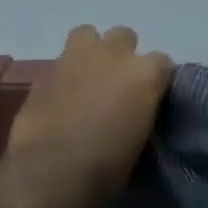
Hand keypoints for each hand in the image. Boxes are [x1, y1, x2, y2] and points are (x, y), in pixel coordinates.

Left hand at [7, 25, 172, 207]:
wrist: (52, 171)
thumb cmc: (107, 167)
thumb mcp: (140, 142)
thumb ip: (141, 113)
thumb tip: (135, 112)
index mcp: (144, 74)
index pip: (162, 63)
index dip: (156, 81)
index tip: (150, 99)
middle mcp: (113, 54)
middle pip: (124, 37)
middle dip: (123, 57)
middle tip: (117, 86)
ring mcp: (75, 57)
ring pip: (88, 35)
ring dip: (92, 52)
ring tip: (88, 80)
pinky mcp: (44, 70)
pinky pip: (61, 61)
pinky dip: (65, 75)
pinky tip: (63, 97)